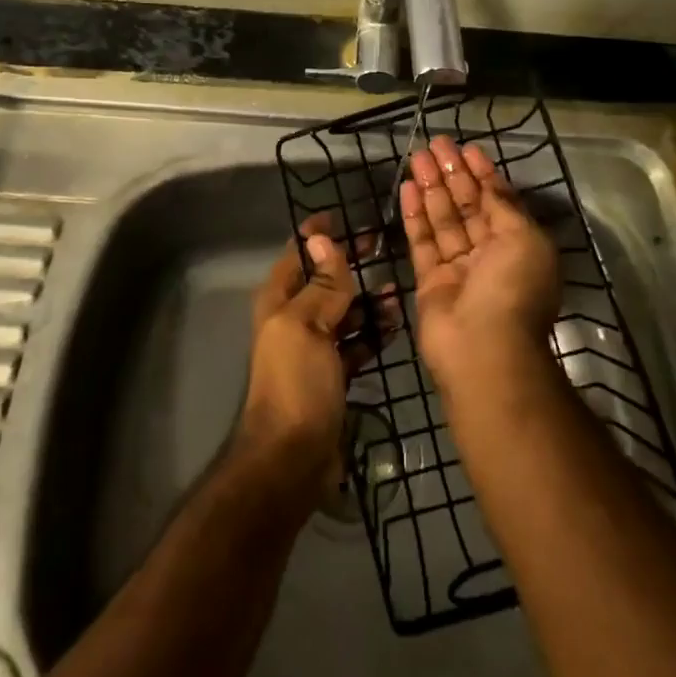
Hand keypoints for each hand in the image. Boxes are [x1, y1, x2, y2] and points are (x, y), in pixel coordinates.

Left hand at [237, 215, 365, 504]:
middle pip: (324, 280)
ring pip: (344, 311)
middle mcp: (294, 319)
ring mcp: (314, 348)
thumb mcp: (306, 325)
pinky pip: (356, 342)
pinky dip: (372, 332)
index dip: (319, 235)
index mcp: (279, 301)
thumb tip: (324, 239)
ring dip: (367, 300)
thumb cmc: (296, 383)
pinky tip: (394, 324)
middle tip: (382, 245)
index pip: (298, 254)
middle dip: (350, 263)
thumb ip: (321, 284)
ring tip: (396, 291)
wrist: (292, 460)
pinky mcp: (333, 375)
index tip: (347, 216)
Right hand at [401, 135, 561, 397]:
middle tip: (435, 143)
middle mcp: (490, 255)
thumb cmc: (512, 288)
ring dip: (431, 187)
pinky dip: (415, 215)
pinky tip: (407, 187)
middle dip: (453, 174)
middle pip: (468, 206)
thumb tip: (490, 181)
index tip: (466, 148)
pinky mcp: (430, 281)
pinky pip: (422, 241)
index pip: (498, 201)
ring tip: (416, 156)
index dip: (483, 174)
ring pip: (443, 220)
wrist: (483, 350)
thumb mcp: (523, 238)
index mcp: (519, 245)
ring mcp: (459, 269)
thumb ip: (503, 205)